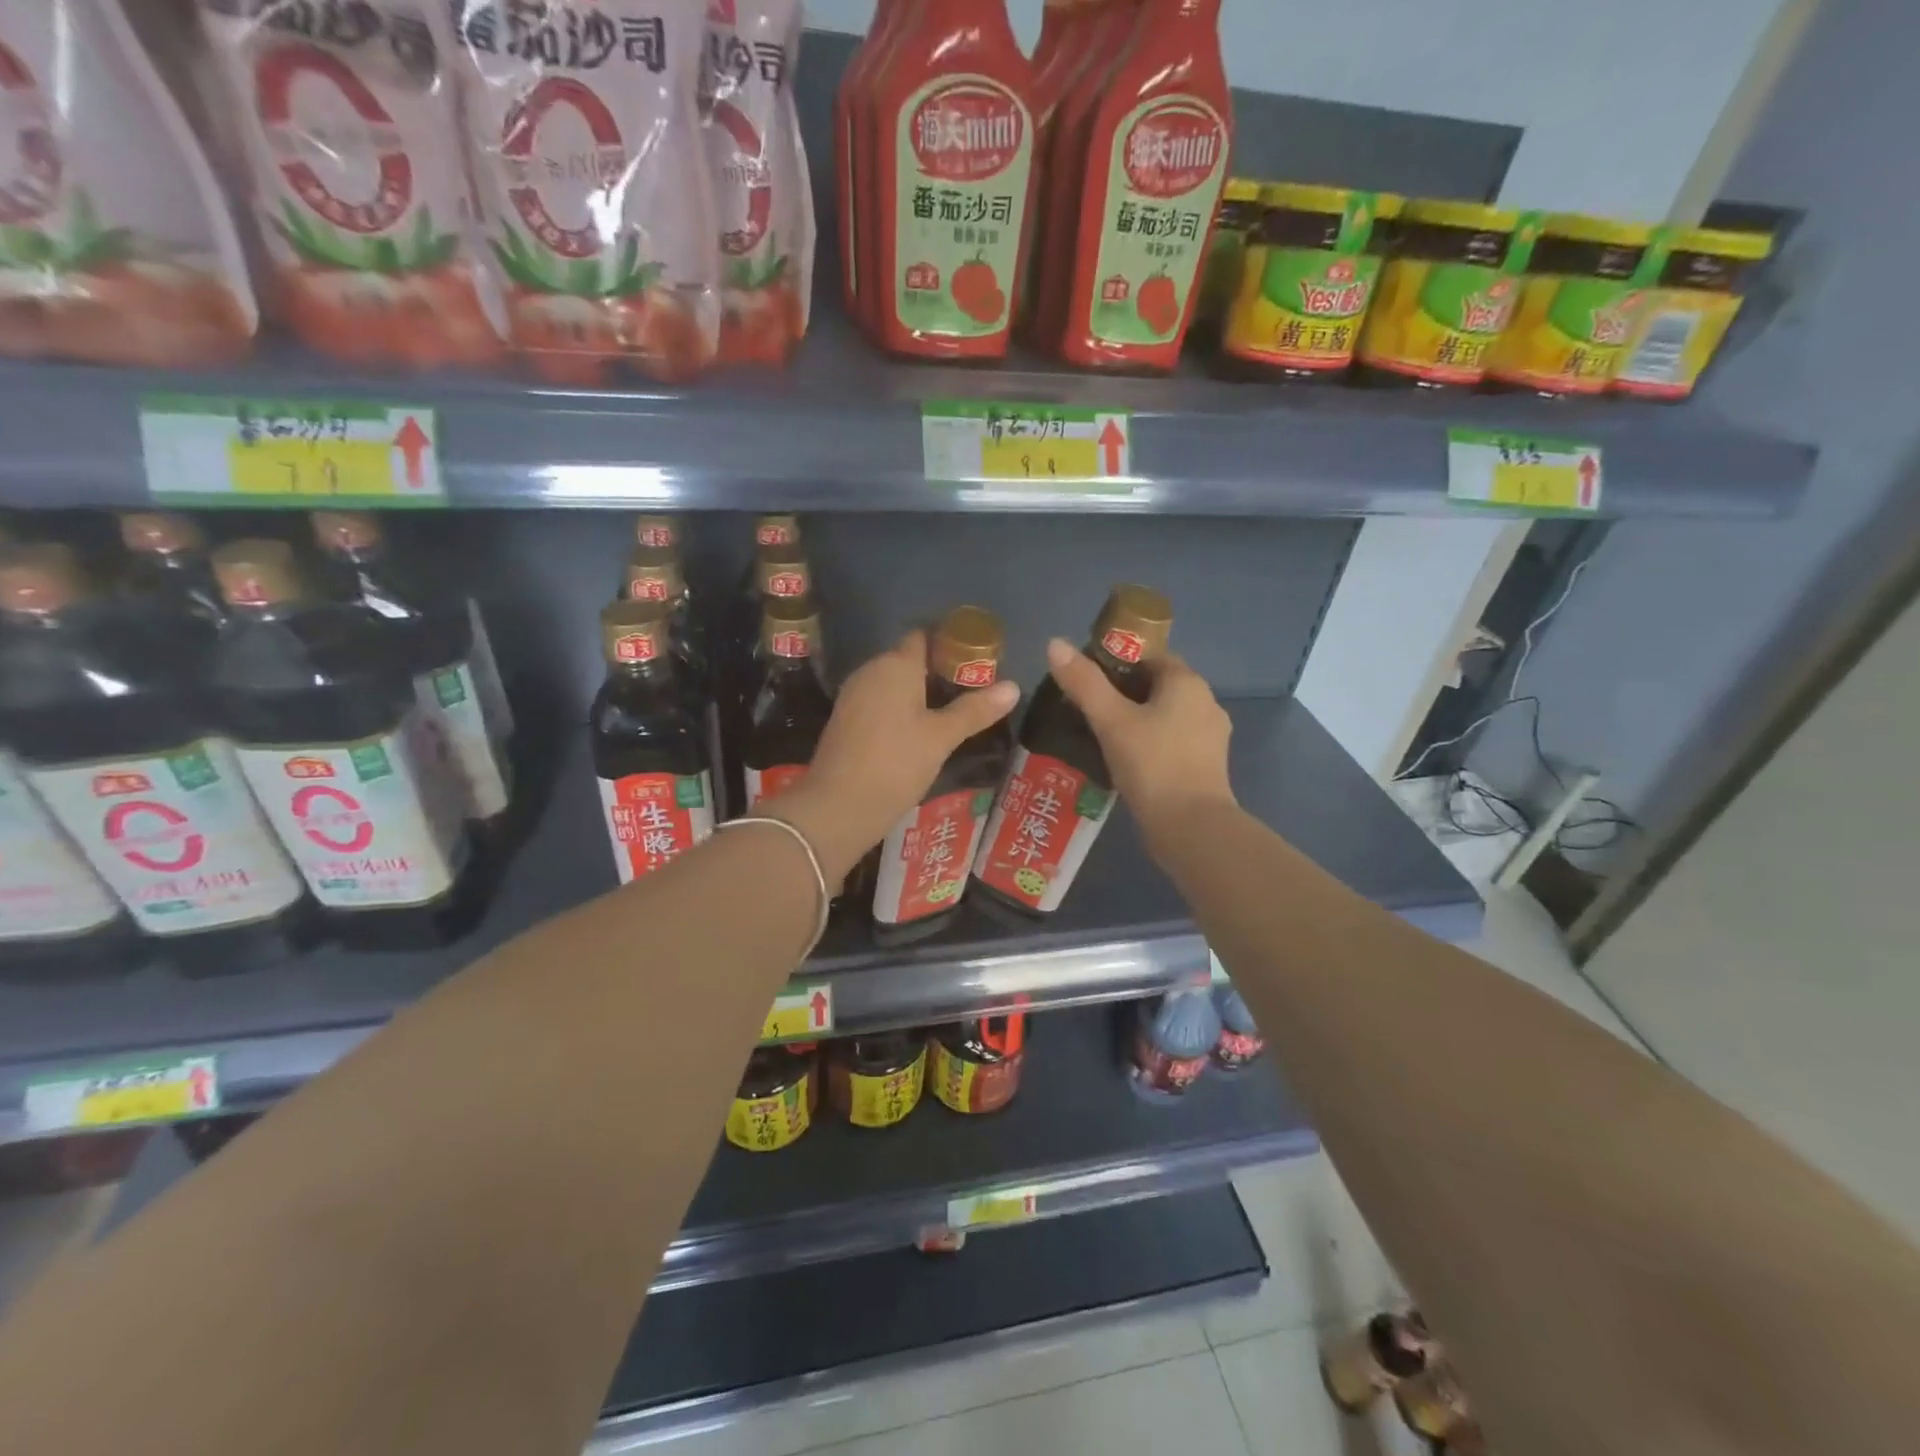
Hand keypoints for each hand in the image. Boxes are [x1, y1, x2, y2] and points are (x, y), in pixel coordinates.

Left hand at [767, 630, 1018, 882]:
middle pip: (908, 659)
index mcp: (895, 664)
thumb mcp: (941, 737)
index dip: (950, 642)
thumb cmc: (895, 763)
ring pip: (893, 683)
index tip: (976, 658)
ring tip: (953, 711)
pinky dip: (901, 709)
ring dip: (920, 692)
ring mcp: (854, 696)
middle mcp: (871, 671)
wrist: (838, 806)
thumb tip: (1013, 687)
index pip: (924, 636)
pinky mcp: (846, 721)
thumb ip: (975, 710)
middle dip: (939, 670)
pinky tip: (920, 731)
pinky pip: (880, 702)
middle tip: (973, 688)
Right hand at [1044, 638, 1235, 856]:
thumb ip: (1083, 682)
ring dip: (1135, 720)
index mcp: (1187, 683)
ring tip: (1099, 735)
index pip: (1148, 656)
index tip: (1084, 679)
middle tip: (1084, 708)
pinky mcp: (1206, 765)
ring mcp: (1210, 736)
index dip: (1114, 662)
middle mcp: (1205, 702)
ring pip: (1164, 715)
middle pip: (1156, 685)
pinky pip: (1171, 741)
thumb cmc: (1152, 765)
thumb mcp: (1111, 721)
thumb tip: (1055, 643)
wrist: (1192, 829)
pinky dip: (1149, 743)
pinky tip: (1124, 760)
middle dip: (1122, 693)